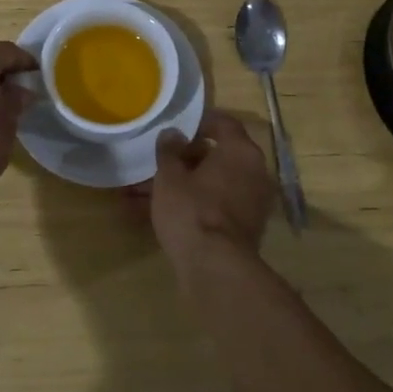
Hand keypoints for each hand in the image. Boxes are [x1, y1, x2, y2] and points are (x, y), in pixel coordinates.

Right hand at [147, 111, 276, 276]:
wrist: (215, 268)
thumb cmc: (192, 209)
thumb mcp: (170, 176)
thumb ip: (169, 150)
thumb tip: (172, 133)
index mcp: (241, 151)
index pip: (223, 123)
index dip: (198, 122)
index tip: (176, 128)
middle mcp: (254, 172)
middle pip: (216, 157)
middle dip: (182, 160)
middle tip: (154, 163)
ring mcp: (251, 203)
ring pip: (209, 185)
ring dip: (179, 186)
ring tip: (138, 194)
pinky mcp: (243, 228)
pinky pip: (212, 207)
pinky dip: (188, 206)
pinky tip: (151, 215)